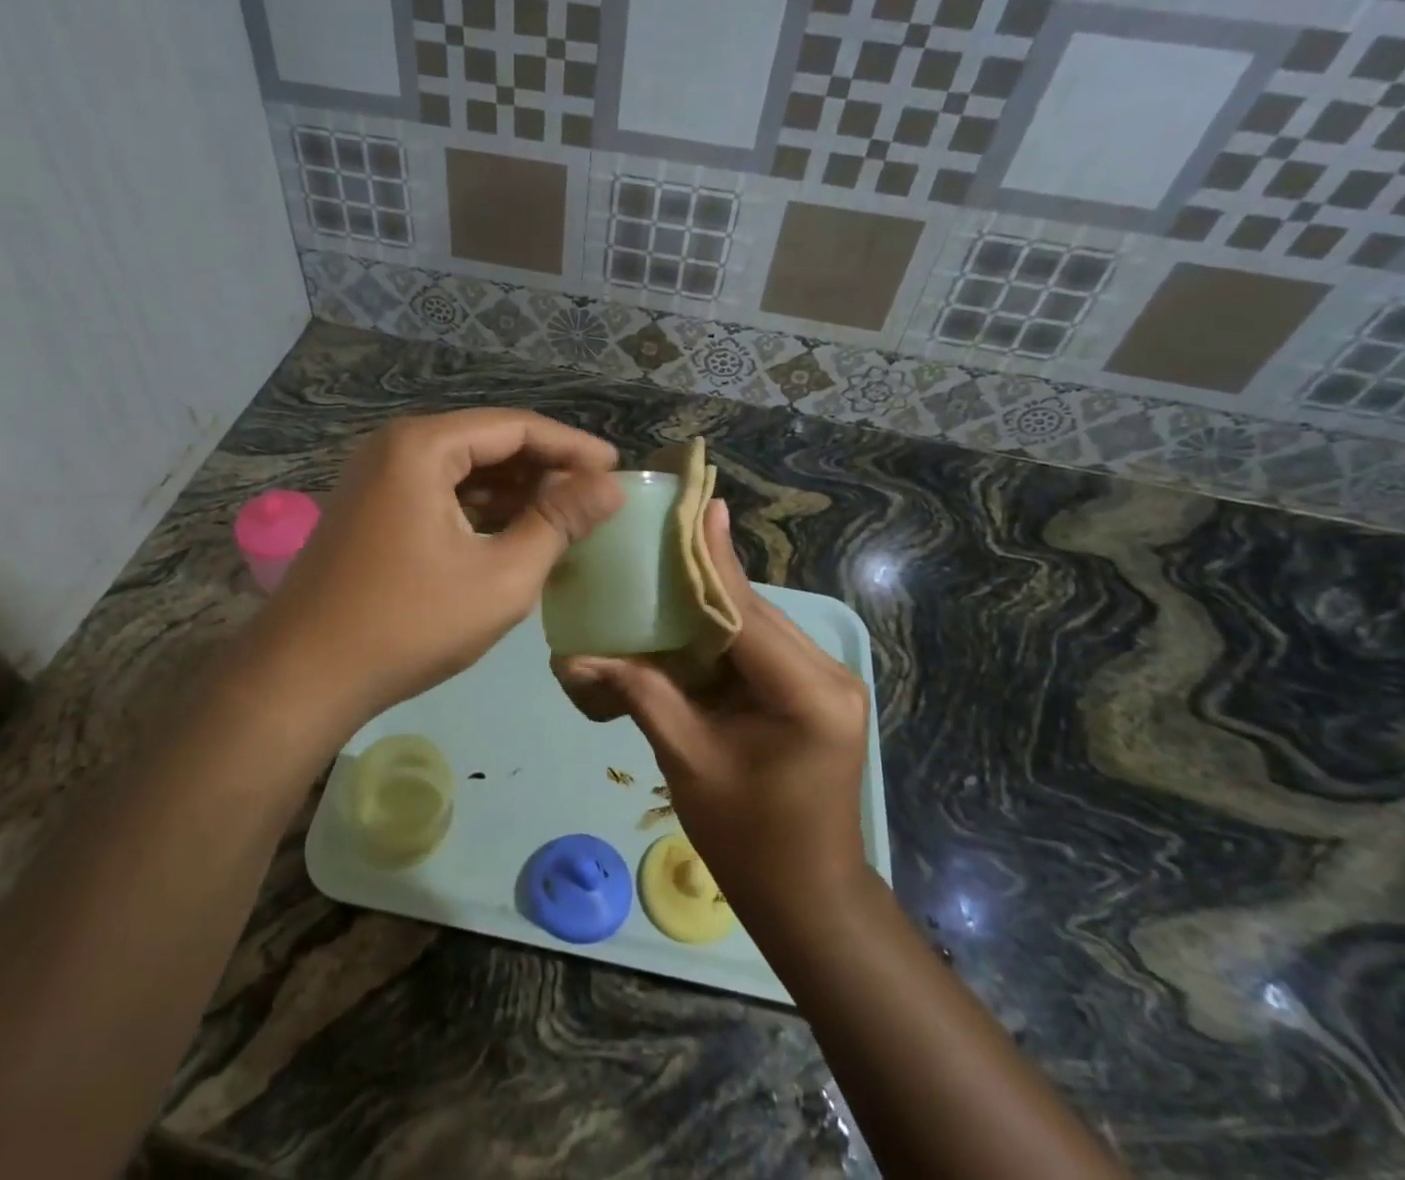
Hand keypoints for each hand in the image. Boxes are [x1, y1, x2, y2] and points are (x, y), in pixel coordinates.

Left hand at [246, 410, 622, 726]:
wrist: (301, 679)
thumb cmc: (409, 624)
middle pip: (488, 442)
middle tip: (594, 497)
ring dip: (514, 490)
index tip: (617, 468)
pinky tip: (513, 532)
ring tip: (564, 517)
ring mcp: (377, 477)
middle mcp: (396, 446)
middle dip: (544, 468)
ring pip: (463, 469)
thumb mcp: (501, 577)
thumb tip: (610, 487)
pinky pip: (438, 491)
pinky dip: (479, 508)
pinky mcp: (371, 508)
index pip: (516, 427)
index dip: (573, 446)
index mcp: (423, 445)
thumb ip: (559, 523)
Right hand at [553, 499, 868, 911]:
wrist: (808, 898)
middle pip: (754, 612)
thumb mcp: (688, 761)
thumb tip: (577, 655)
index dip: (713, 561)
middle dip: (705, 580)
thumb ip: (641, 694)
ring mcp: (827, 682)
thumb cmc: (749, 841)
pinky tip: (685, 622)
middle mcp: (828, 675)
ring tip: (664, 572)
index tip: (698, 506)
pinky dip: (722, 637)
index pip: (746, 613)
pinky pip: (761, 649)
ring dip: (711, 607)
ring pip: (757, 627)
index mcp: (807, 693)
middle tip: (659, 539)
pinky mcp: (815, 692)